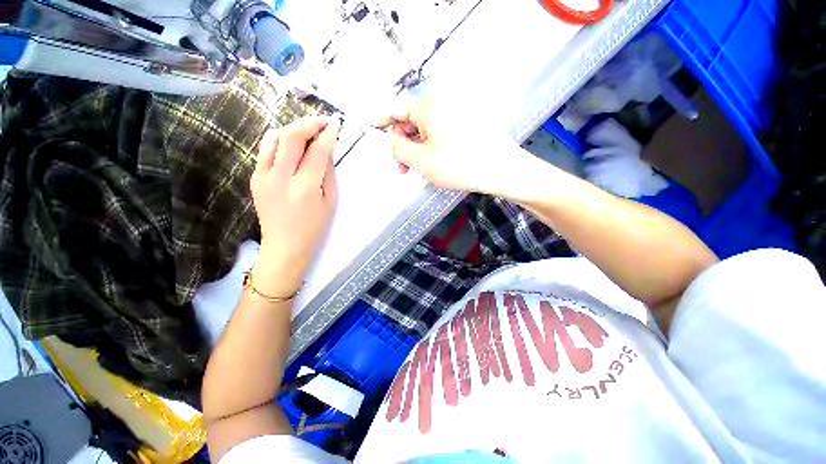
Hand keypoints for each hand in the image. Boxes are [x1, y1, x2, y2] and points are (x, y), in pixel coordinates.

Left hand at [249, 117, 339, 296]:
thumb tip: (328, 149)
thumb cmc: (315, 229)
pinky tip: (293, 144)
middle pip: (291, 137)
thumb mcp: (330, 202)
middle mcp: (280, 178)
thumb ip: (329, 173)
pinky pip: (266, 150)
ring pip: (274, 138)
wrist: (285, 248)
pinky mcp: (254, 178)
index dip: (328, 135)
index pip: (317, 151)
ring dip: (292, 128)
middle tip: (323, 121)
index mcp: (305, 188)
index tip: (336, 125)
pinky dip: (281, 141)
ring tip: (308, 130)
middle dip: (309, 124)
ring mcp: (262, 176)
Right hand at [377, 96, 521, 194]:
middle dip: (402, 144)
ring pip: (425, 129)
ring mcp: (456, 113)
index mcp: (429, 106)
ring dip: (416, 148)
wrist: (499, 170)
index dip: (382, 120)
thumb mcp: (421, 160)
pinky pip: (439, 132)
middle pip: (411, 121)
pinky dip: (430, 147)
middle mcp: (442, 104)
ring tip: (416, 169)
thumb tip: (387, 140)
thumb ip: (398, 149)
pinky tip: (431, 162)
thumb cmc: (459, 165)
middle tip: (400, 166)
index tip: (372, 128)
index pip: (397, 108)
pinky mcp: (465, 124)